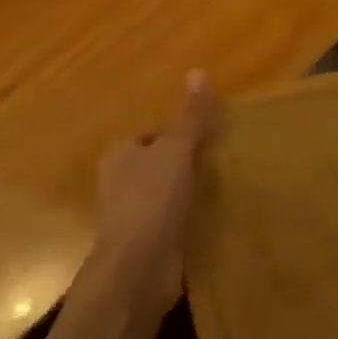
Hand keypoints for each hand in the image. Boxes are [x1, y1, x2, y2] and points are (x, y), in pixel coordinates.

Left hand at [92, 71, 217, 310]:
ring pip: (162, 196)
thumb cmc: (152, 200)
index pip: (151, 136)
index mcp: (119, 155)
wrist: (137, 268)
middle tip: (218, 164)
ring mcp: (130, 217)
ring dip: (184, 195)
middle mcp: (118, 183)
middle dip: (182, 166)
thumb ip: (190, 117)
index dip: (178, 136)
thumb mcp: (177, 151)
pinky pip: (169, 224)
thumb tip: (198, 70)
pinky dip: (185, 221)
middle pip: (156, 166)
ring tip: (219, 192)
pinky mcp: (144, 245)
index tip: (207, 141)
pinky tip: (208, 222)